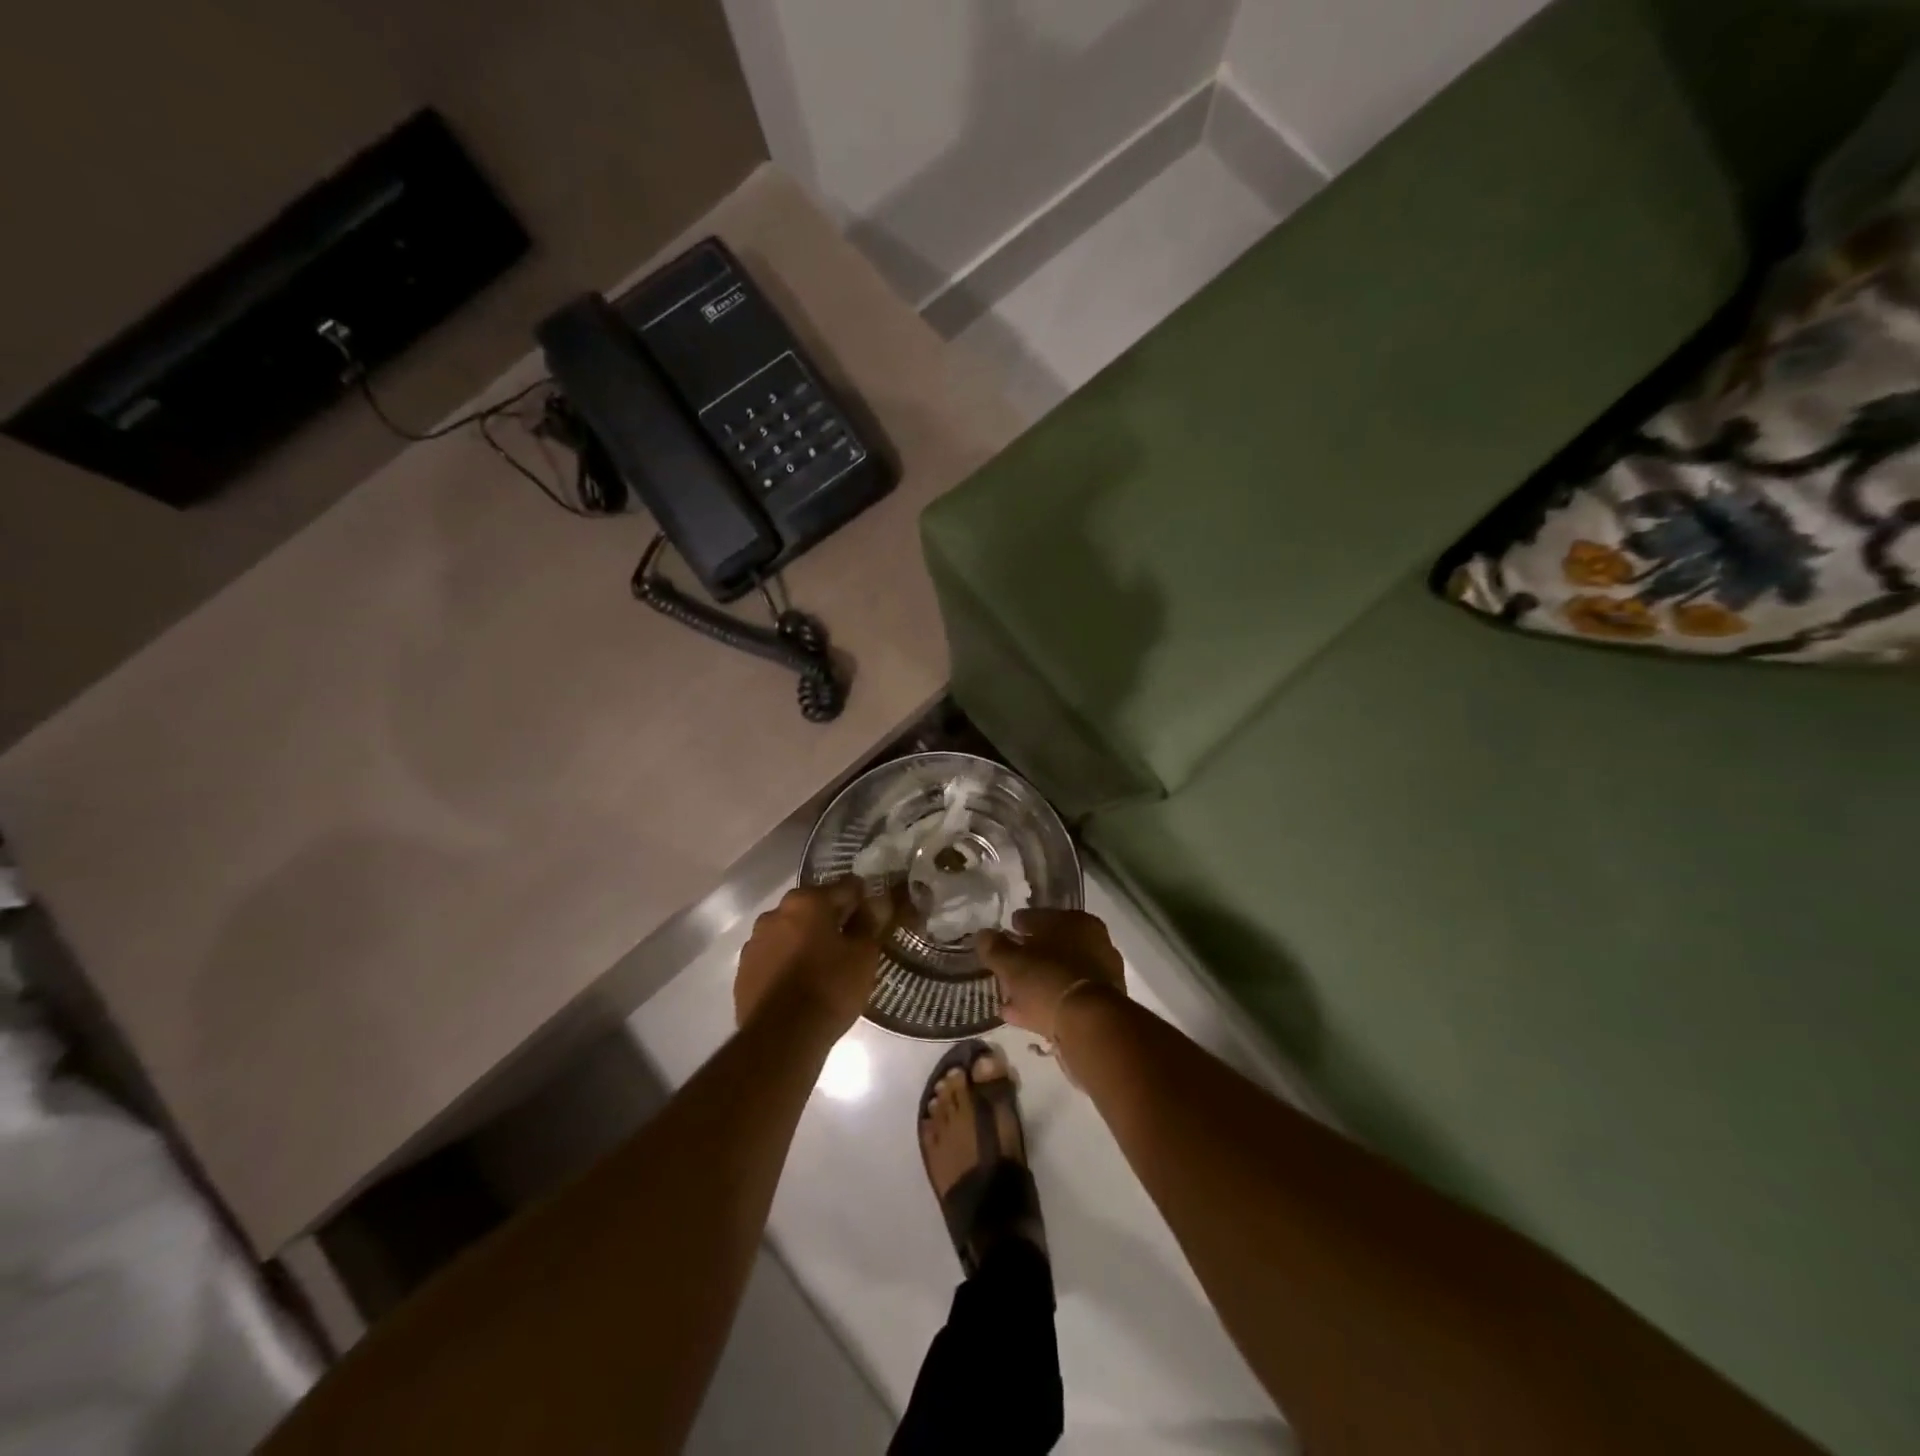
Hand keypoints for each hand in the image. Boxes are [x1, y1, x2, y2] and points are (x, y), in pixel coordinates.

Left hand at [735, 879, 885, 1034]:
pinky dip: (788, 962)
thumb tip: (877, 902)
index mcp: (806, 901)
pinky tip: (801, 984)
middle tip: (851, 943)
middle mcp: (775, 913)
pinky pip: (774, 957)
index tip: (874, 915)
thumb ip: (870, 922)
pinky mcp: (743, 971)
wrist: (781, 1038)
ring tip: (824, 966)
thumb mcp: (863, 955)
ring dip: (806, 940)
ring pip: (790, 932)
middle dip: (831, 920)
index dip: (863, 900)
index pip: (845, 887)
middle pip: (813, 908)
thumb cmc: (830, 987)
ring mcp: (754, 942)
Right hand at [976, 909, 1126, 1038]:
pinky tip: (1024, 1015)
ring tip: (1009, 997)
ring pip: (1058, 974)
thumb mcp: (1012, 963)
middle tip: (1008, 965)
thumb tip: (983, 935)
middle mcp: (1094, 943)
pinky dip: (1046, 1003)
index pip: (1042, 917)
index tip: (1009, 929)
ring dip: (1036, 983)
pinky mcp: (1101, 1006)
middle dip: (1029, 957)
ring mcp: (1100, 975)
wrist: (1090, 1026)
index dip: (1021, 923)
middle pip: (1053, 947)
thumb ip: (995, 948)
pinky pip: (1064, 998)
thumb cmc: (1049, 980)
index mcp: (1076, 922)